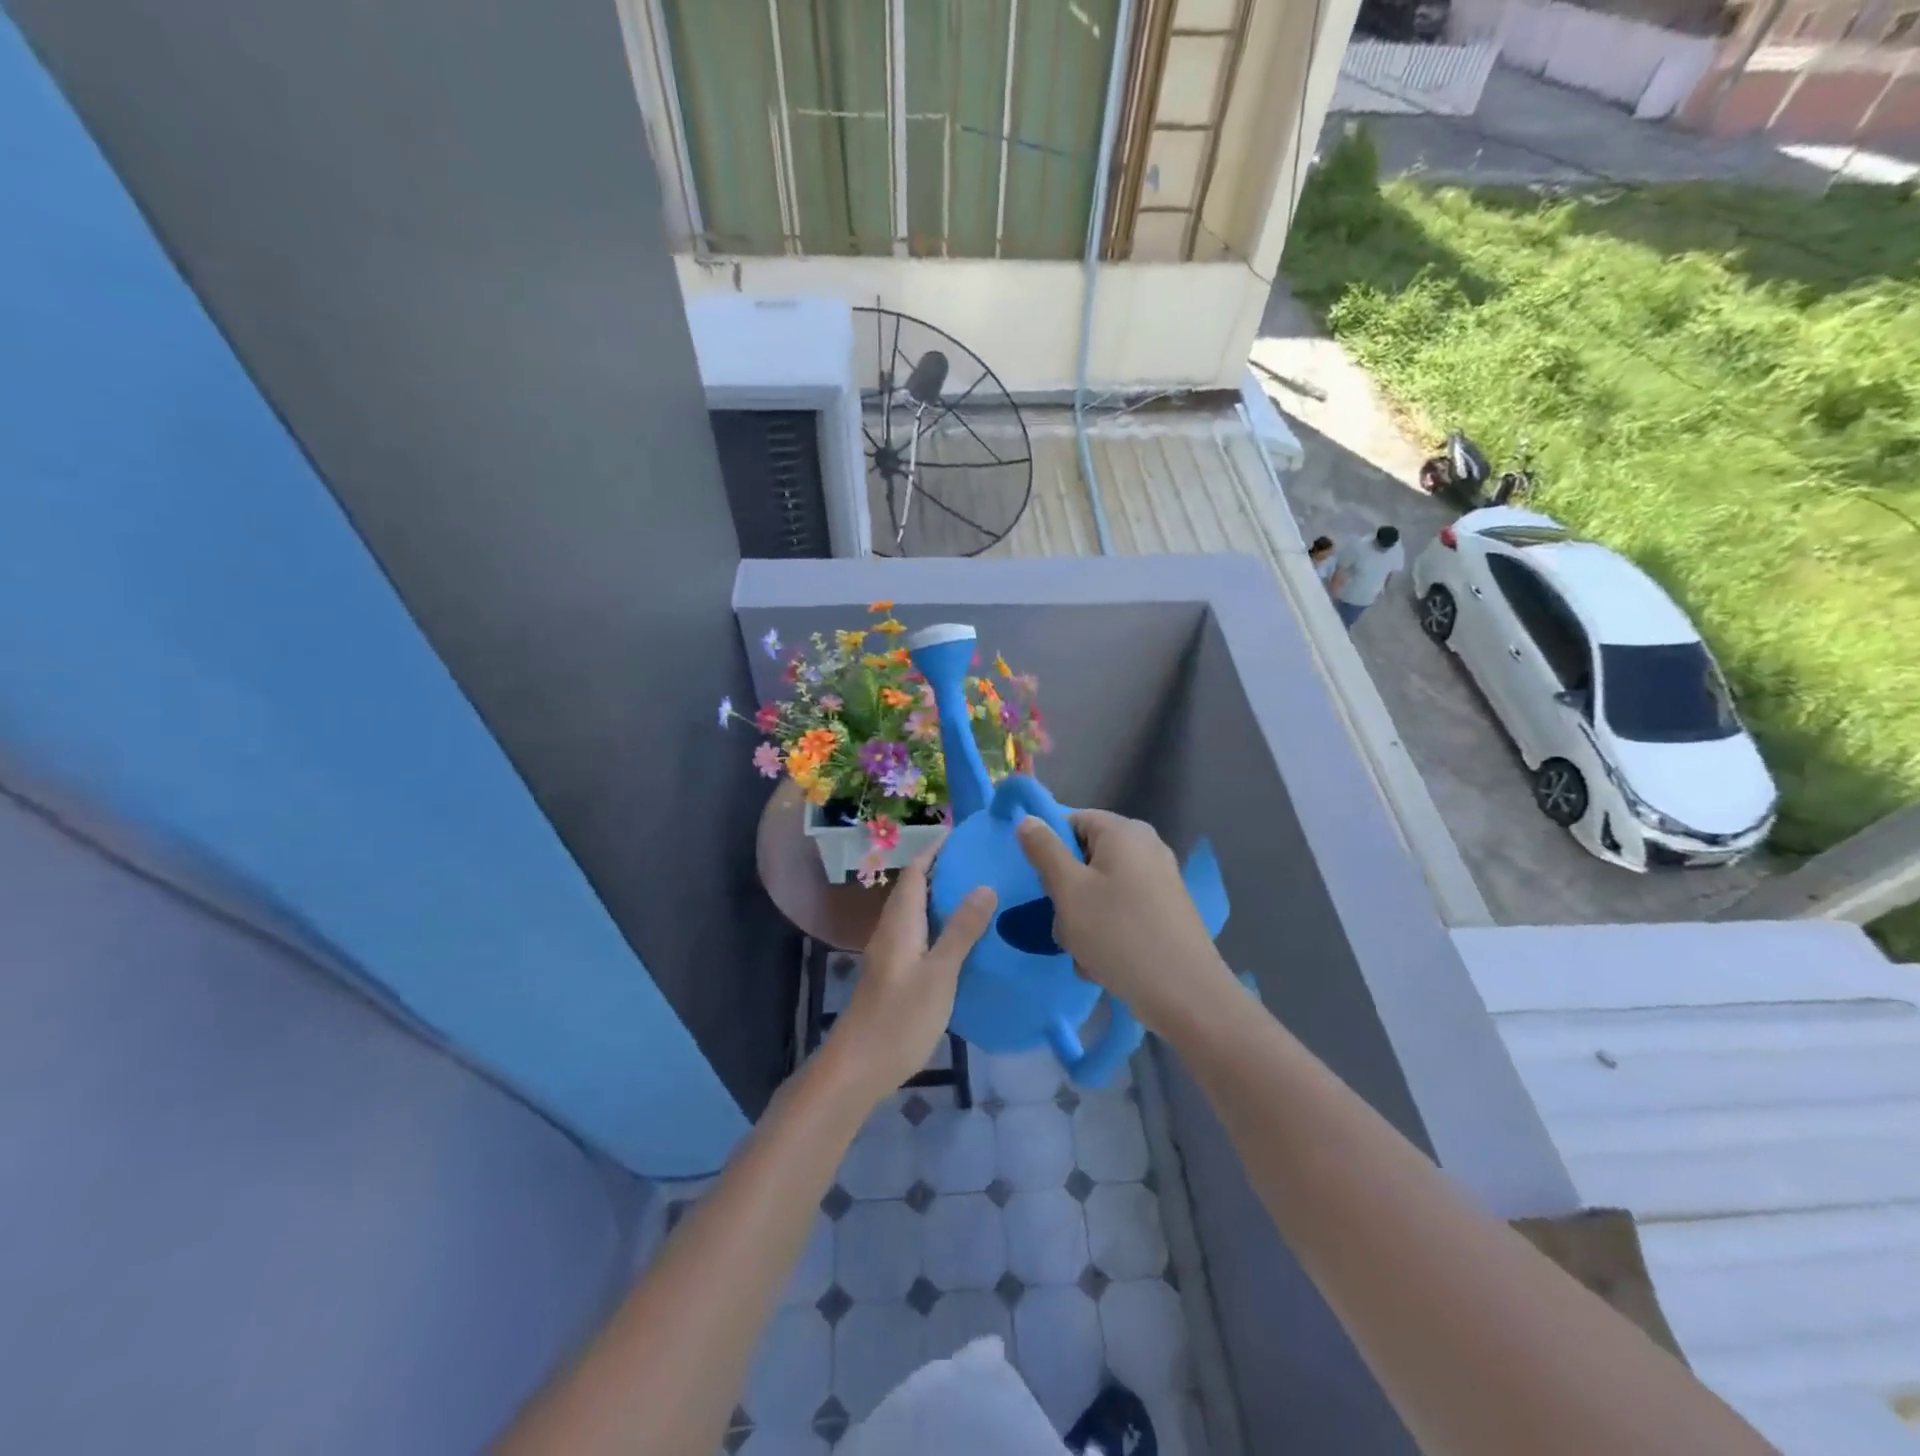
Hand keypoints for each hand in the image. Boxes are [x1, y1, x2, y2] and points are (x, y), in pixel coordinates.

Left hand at [827, 846, 995, 1104]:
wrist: (859, 1066)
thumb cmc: (900, 1017)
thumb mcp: (940, 973)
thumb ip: (961, 931)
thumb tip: (985, 886)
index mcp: (900, 923)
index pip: (915, 872)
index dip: (934, 850)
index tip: (962, 834)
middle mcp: (891, 931)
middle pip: (914, 889)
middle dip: (941, 870)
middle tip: (980, 862)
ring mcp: (890, 954)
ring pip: (916, 913)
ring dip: (941, 898)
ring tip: (979, 893)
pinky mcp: (894, 974)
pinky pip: (918, 935)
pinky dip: (939, 924)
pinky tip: (963, 939)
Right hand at [1017, 810, 1233, 1034]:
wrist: (1185, 994)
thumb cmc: (1118, 933)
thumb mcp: (1069, 890)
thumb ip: (1044, 850)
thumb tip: (1028, 819)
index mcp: (1124, 831)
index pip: (1072, 821)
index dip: (1050, 849)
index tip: (1042, 884)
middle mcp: (1146, 847)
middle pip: (1085, 859)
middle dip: (1066, 893)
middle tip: (1064, 924)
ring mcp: (1159, 880)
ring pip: (1099, 891)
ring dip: (1082, 921)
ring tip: (1084, 952)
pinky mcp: (1165, 912)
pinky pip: (1121, 912)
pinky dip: (1107, 933)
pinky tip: (1103, 964)